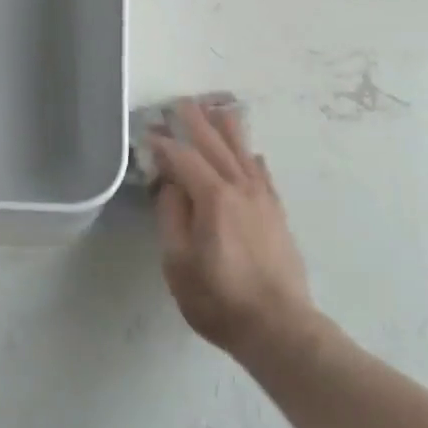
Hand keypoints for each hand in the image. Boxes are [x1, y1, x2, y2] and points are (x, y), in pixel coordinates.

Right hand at [149, 99, 316, 362]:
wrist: (278, 325)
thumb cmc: (219, 299)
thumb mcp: (179, 264)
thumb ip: (172, 218)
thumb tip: (171, 185)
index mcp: (213, 198)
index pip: (184, 158)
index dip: (165, 144)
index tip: (149, 131)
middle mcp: (239, 187)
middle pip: (215, 145)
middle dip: (196, 122)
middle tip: (181, 102)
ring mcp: (262, 198)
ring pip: (242, 152)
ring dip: (227, 128)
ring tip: (217, 107)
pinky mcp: (276, 212)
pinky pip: (262, 173)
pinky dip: (252, 157)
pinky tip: (250, 152)